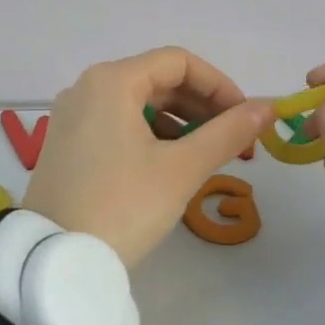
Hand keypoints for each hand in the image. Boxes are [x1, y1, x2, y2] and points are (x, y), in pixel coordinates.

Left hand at [22, 48, 273, 268]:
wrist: (55, 261)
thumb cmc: (123, 206)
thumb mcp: (182, 169)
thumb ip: (228, 132)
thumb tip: (268, 106)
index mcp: (111, 81)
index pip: (178, 62)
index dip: (219, 85)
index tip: (245, 117)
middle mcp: (86, 88)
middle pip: (157, 80)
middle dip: (201, 105)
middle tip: (234, 139)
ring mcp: (71, 116)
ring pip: (137, 103)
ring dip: (178, 121)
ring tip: (206, 155)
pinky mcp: (66, 144)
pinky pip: (117, 124)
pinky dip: (150, 135)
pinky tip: (169, 164)